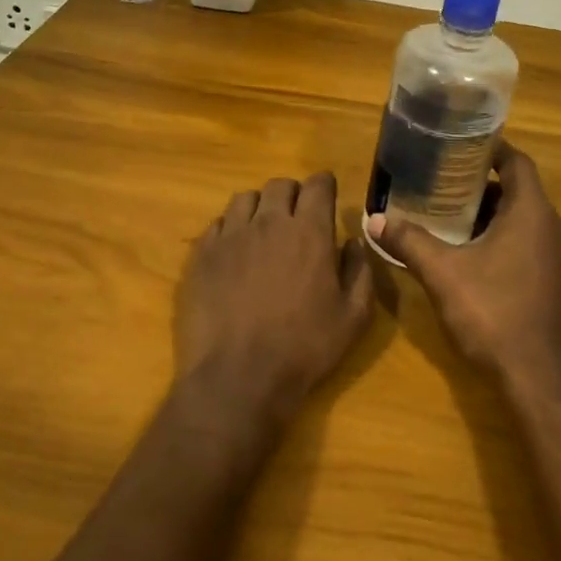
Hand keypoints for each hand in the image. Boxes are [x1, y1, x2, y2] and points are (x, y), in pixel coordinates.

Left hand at [175, 172, 374, 419]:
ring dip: (259, 208)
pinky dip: (230, 229)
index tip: (326, 195)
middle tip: (297, 217)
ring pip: (244, 199)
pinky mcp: (201, 255)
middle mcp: (268, 222)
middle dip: (292, 194)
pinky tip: (234, 252)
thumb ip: (359, 271)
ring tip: (263, 231)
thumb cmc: (305, 348)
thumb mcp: (353, 317)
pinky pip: (217, 224)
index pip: (318, 185)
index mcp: (309, 232)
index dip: (324, 186)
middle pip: (279, 185)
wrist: (239, 376)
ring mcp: (230, 236)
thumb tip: (353, 242)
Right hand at [368, 140, 560, 403]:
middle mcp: (554, 228)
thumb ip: (409, 241)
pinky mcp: (557, 284)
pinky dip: (503, 239)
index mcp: (533, 213)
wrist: (537, 379)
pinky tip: (471, 255)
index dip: (490, 150)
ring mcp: (560, 259)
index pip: (517, 163)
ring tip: (448, 216)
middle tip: (440, 183)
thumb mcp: (442, 273)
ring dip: (490, 215)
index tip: (458, 146)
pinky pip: (530, 245)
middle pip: (518, 191)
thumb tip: (373, 218)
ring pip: (524, 221)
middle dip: (480, 186)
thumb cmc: (492, 314)